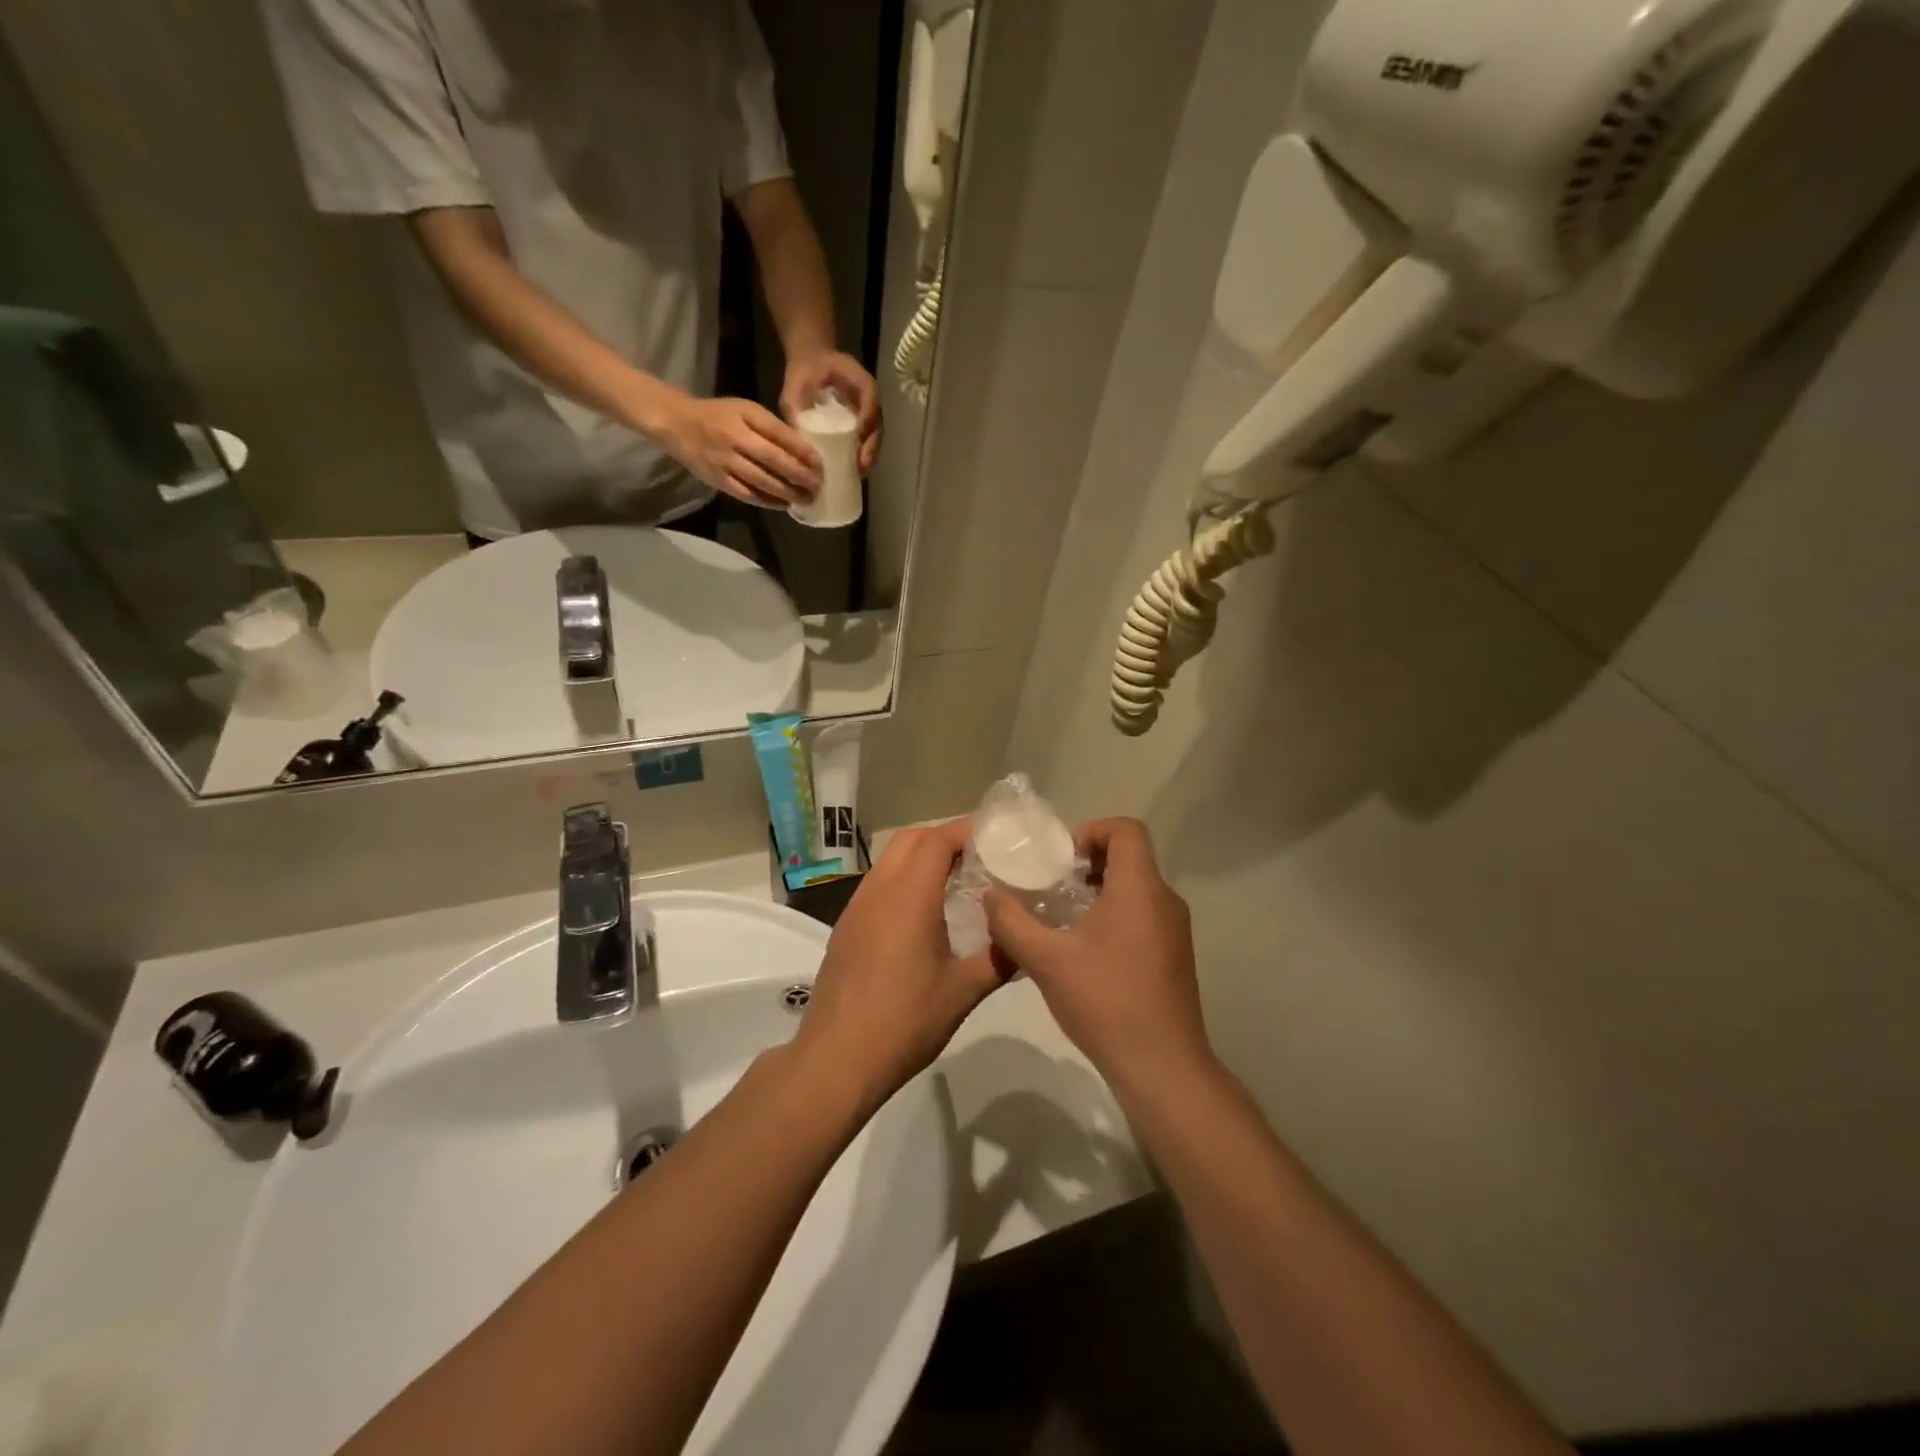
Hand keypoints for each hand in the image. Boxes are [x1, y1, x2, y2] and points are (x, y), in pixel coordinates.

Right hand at [660, 395, 822, 507]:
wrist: (677, 422)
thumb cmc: (719, 415)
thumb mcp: (746, 409)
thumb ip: (771, 427)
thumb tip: (803, 449)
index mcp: (746, 415)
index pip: (780, 434)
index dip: (803, 451)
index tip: (821, 464)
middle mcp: (736, 438)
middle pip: (774, 460)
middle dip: (800, 476)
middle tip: (818, 486)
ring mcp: (725, 461)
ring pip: (763, 481)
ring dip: (788, 493)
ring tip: (806, 499)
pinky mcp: (718, 480)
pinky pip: (747, 495)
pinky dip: (768, 502)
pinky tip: (783, 505)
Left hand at [782, 351, 882, 473]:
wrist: (811, 363)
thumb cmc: (804, 371)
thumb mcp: (795, 385)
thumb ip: (794, 407)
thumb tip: (794, 439)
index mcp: (859, 380)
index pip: (870, 401)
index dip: (866, 424)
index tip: (858, 445)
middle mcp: (869, 398)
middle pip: (877, 425)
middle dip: (870, 449)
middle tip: (861, 468)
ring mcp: (868, 411)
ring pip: (874, 436)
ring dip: (869, 456)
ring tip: (859, 474)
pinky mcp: (861, 422)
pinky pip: (866, 440)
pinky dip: (862, 455)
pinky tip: (853, 471)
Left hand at [794, 821, 1008, 1107]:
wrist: (837, 1060)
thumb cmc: (905, 1022)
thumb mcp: (963, 992)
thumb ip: (999, 958)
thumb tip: (1025, 939)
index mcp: (908, 896)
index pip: (937, 840)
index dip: (967, 831)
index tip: (997, 840)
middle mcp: (878, 891)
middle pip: (911, 839)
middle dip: (945, 837)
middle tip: (980, 857)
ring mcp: (856, 908)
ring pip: (890, 860)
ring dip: (922, 857)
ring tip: (957, 880)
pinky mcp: (846, 927)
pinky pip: (878, 884)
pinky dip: (903, 879)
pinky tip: (923, 912)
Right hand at [983, 819, 1214, 1094]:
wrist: (1162, 1067)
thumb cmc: (1106, 1002)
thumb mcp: (1046, 960)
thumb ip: (1011, 922)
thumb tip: (989, 895)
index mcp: (1140, 888)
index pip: (1126, 829)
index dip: (1091, 831)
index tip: (1060, 861)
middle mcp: (1164, 900)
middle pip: (1129, 857)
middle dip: (1087, 864)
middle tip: (1050, 888)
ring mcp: (1174, 930)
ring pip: (1135, 889)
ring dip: (1098, 892)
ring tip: (1060, 919)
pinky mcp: (1174, 956)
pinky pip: (1143, 915)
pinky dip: (1114, 916)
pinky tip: (1083, 952)